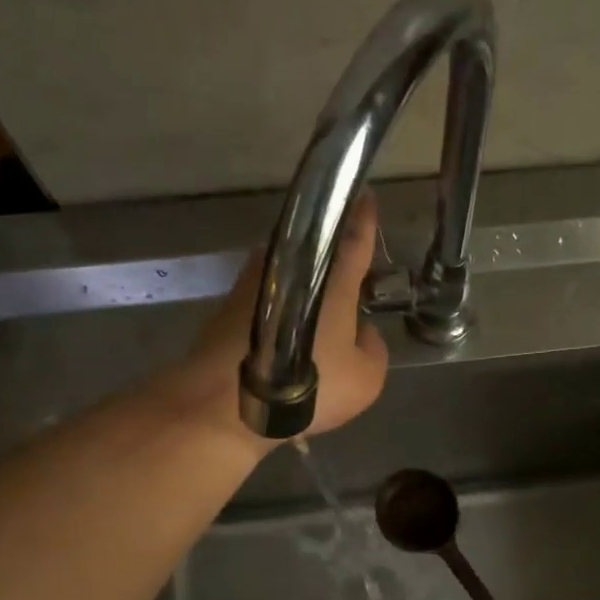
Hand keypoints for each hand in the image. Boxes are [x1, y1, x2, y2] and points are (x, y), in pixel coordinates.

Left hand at [158, 193, 389, 448]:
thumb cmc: (307, 386)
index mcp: (333, 278)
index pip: (355, 237)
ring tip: (317, 313)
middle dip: (334, 255)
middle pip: (317, 250)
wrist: (226, 403)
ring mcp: (254, 281)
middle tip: (349, 276)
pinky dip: (281, 306)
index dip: (364, 218)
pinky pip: (268, 295)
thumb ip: (373, 348)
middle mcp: (290, 266)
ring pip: (290, 271)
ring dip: (304, 283)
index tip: (366, 196)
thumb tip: (362, 332)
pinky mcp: (229, 303)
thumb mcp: (366, 378)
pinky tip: (287, 335)